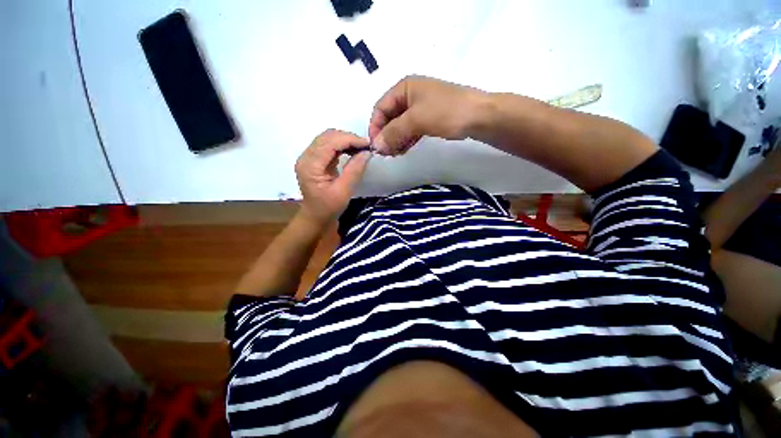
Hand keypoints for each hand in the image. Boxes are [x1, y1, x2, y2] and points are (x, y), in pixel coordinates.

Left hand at [295, 129, 371, 225]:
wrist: (316, 217)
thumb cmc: (328, 208)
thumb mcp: (343, 191)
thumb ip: (354, 170)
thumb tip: (367, 152)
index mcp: (310, 165)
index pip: (330, 142)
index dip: (350, 139)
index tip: (368, 145)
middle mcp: (306, 157)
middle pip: (328, 136)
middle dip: (348, 138)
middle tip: (366, 147)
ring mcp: (309, 158)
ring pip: (328, 139)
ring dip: (345, 141)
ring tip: (361, 149)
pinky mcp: (314, 160)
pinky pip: (328, 146)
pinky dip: (341, 146)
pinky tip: (352, 151)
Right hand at [369, 75, 488, 155]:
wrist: (480, 116)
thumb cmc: (446, 112)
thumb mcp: (416, 120)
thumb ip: (394, 132)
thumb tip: (376, 146)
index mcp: (404, 87)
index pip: (380, 108)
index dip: (375, 127)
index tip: (376, 146)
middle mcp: (410, 95)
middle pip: (390, 117)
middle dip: (386, 135)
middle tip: (386, 153)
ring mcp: (421, 107)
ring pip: (400, 125)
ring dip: (395, 140)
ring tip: (395, 154)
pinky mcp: (429, 118)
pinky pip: (411, 130)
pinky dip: (406, 140)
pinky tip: (404, 150)